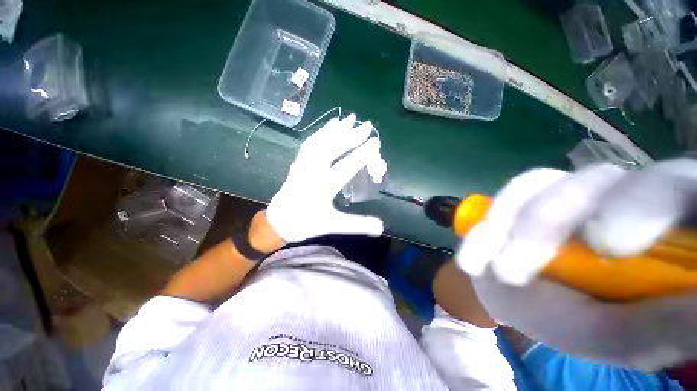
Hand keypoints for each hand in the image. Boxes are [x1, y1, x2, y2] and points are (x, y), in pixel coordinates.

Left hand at [266, 114, 386, 242]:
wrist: (280, 221)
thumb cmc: (307, 223)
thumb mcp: (334, 225)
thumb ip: (358, 224)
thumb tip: (381, 228)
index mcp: (322, 188)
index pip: (345, 168)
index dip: (361, 155)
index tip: (375, 143)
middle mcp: (312, 172)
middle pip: (332, 149)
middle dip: (351, 136)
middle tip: (367, 125)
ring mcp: (303, 165)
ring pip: (320, 142)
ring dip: (336, 129)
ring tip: (349, 118)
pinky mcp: (298, 162)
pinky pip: (310, 143)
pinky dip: (322, 132)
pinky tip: (330, 126)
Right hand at [455, 159, 696, 368]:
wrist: (526, 301)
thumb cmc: (583, 325)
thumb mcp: (625, 339)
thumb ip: (662, 328)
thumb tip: (696, 311)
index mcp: (661, 223)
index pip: (670, 186)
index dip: (640, 204)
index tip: (603, 247)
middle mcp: (617, 194)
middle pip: (595, 178)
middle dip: (547, 221)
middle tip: (513, 270)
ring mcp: (566, 190)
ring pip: (540, 181)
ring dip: (506, 222)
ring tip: (491, 268)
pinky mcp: (526, 194)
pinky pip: (507, 193)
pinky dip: (486, 224)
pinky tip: (474, 257)